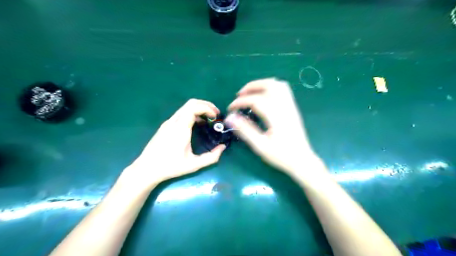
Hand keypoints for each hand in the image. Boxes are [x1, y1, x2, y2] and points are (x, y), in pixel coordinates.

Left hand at [123, 99, 225, 188]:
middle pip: (191, 103)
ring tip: (209, 119)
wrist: (146, 169)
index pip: (194, 107)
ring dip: (199, 109)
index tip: (216, 116)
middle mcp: (174, 121)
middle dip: (205, 105)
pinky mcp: (165, 125)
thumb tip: (223, 147)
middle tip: (215, 114)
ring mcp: (168, 122)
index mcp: (181, 128)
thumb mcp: (194, 165)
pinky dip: (192, 113)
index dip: (208, 108)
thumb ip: (211, 157)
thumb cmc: (170, 167)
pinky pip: (181, 113)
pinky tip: (197, 124)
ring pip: (185, 107)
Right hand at [226, 78, 321, 177]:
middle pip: (269, 85)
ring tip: (250, 93)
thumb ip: (245, 130)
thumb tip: (230, 118)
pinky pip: (283, 90)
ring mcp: (291, 106)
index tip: (230, 109)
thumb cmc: (281, 155)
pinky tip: (263, 96)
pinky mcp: (293, 108)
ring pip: (277, 84)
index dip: (240, 102)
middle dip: (251, 87)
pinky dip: (270, 87)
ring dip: (261, 85)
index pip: (256, 100)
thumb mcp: (260, 146)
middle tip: (239, 95)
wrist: (302, 160)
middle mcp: (285, 107)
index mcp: (276, 117)